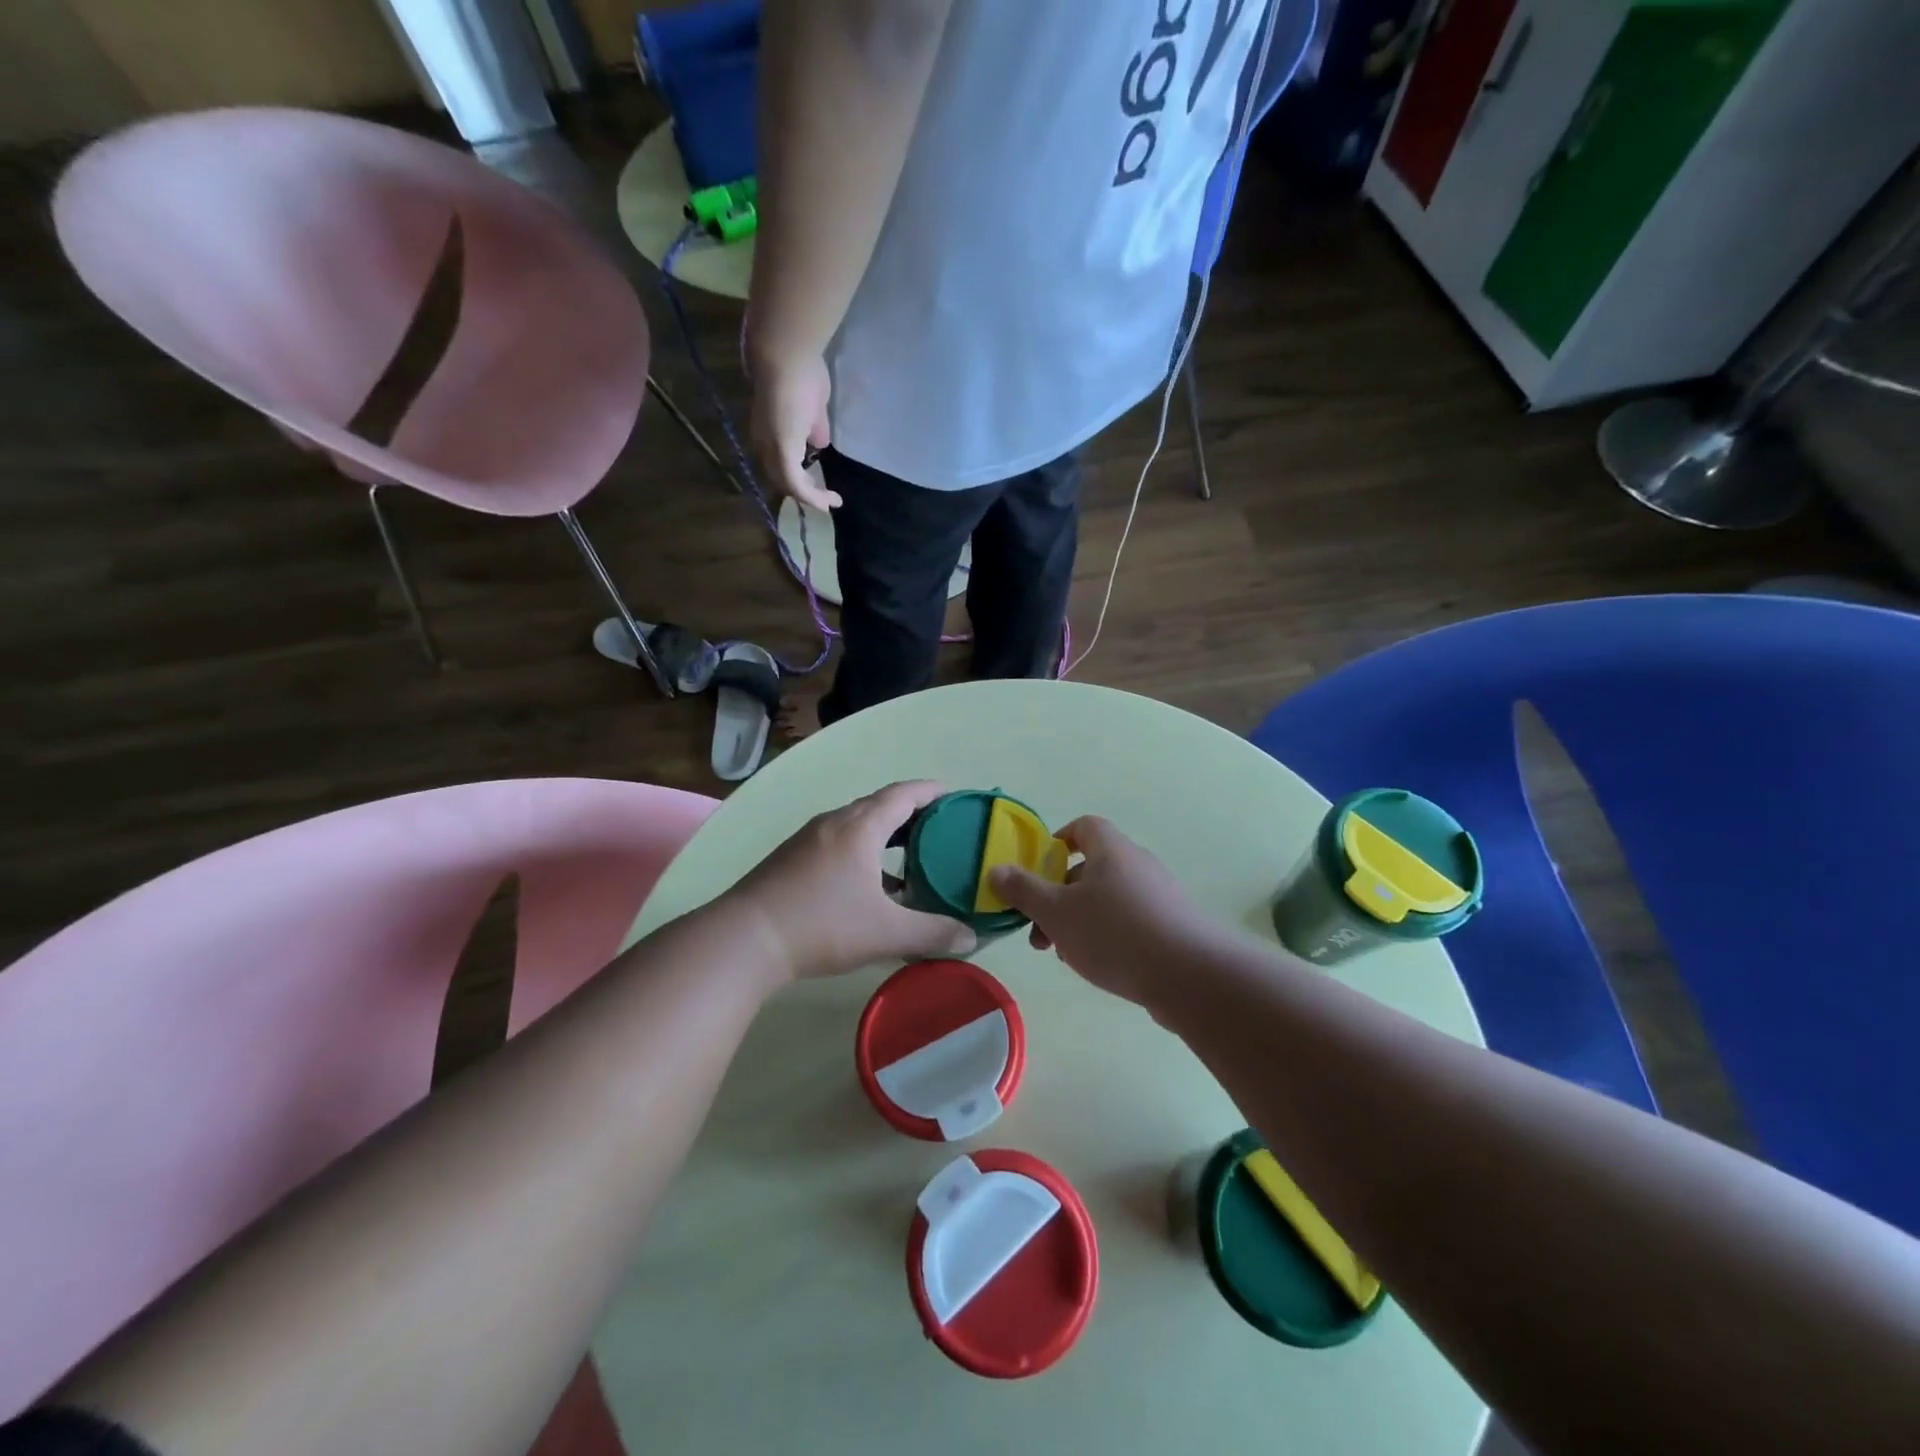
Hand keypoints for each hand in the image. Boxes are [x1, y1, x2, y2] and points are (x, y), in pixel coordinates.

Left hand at [726, 781, 976, 981]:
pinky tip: (868, 884)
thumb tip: (971, 938)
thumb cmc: (822, 925)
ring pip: (856, 825)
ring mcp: (808, 839)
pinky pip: (837, 842)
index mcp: (860, 827)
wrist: (745, 939)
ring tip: (910, 857)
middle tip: (940, 829)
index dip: (930, 791)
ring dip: (885, 834)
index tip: (953, 795)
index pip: (903, 794)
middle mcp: (834, 823)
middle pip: (879, 805)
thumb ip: (932, 933)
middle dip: (911, 813)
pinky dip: (862, 851)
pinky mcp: (791, 859)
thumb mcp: (886, 932)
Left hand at [747, 347, 838, 511]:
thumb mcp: (814, 406)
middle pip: (782, 477)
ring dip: (811, 496)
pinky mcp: (783, 452)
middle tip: (827, 498)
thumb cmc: (801, 370)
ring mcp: (772, 448)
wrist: (786, 353)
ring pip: (789, 484)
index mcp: (769, 428)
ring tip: (831, 501)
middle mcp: (765, 441)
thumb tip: (820, 442)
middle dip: (805, 490)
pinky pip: (797, 485)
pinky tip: (830, 501)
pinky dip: (813, 497)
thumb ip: (815, 427)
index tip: (820, 480)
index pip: (780, 460)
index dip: (798, 473)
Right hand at [987, 816, 1210, 1007]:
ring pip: (1107, 899)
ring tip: (1063, 954)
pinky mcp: (1171, 926)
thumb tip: (996, 870)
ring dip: (1078, 921)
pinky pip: (1129, 921)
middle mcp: (1137, 865)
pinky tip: (1096, 966)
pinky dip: (1106, 936)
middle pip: (1090, 868)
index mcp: (1111, 850)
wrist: (1189, 976)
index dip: (1057, 842)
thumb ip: (1023, 891)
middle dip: (1058, 896)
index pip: (1083, 827)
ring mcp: (1159, 896)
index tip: (1038, 869)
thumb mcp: (1056, 912)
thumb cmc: (1114, 933)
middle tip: (1039, 930)